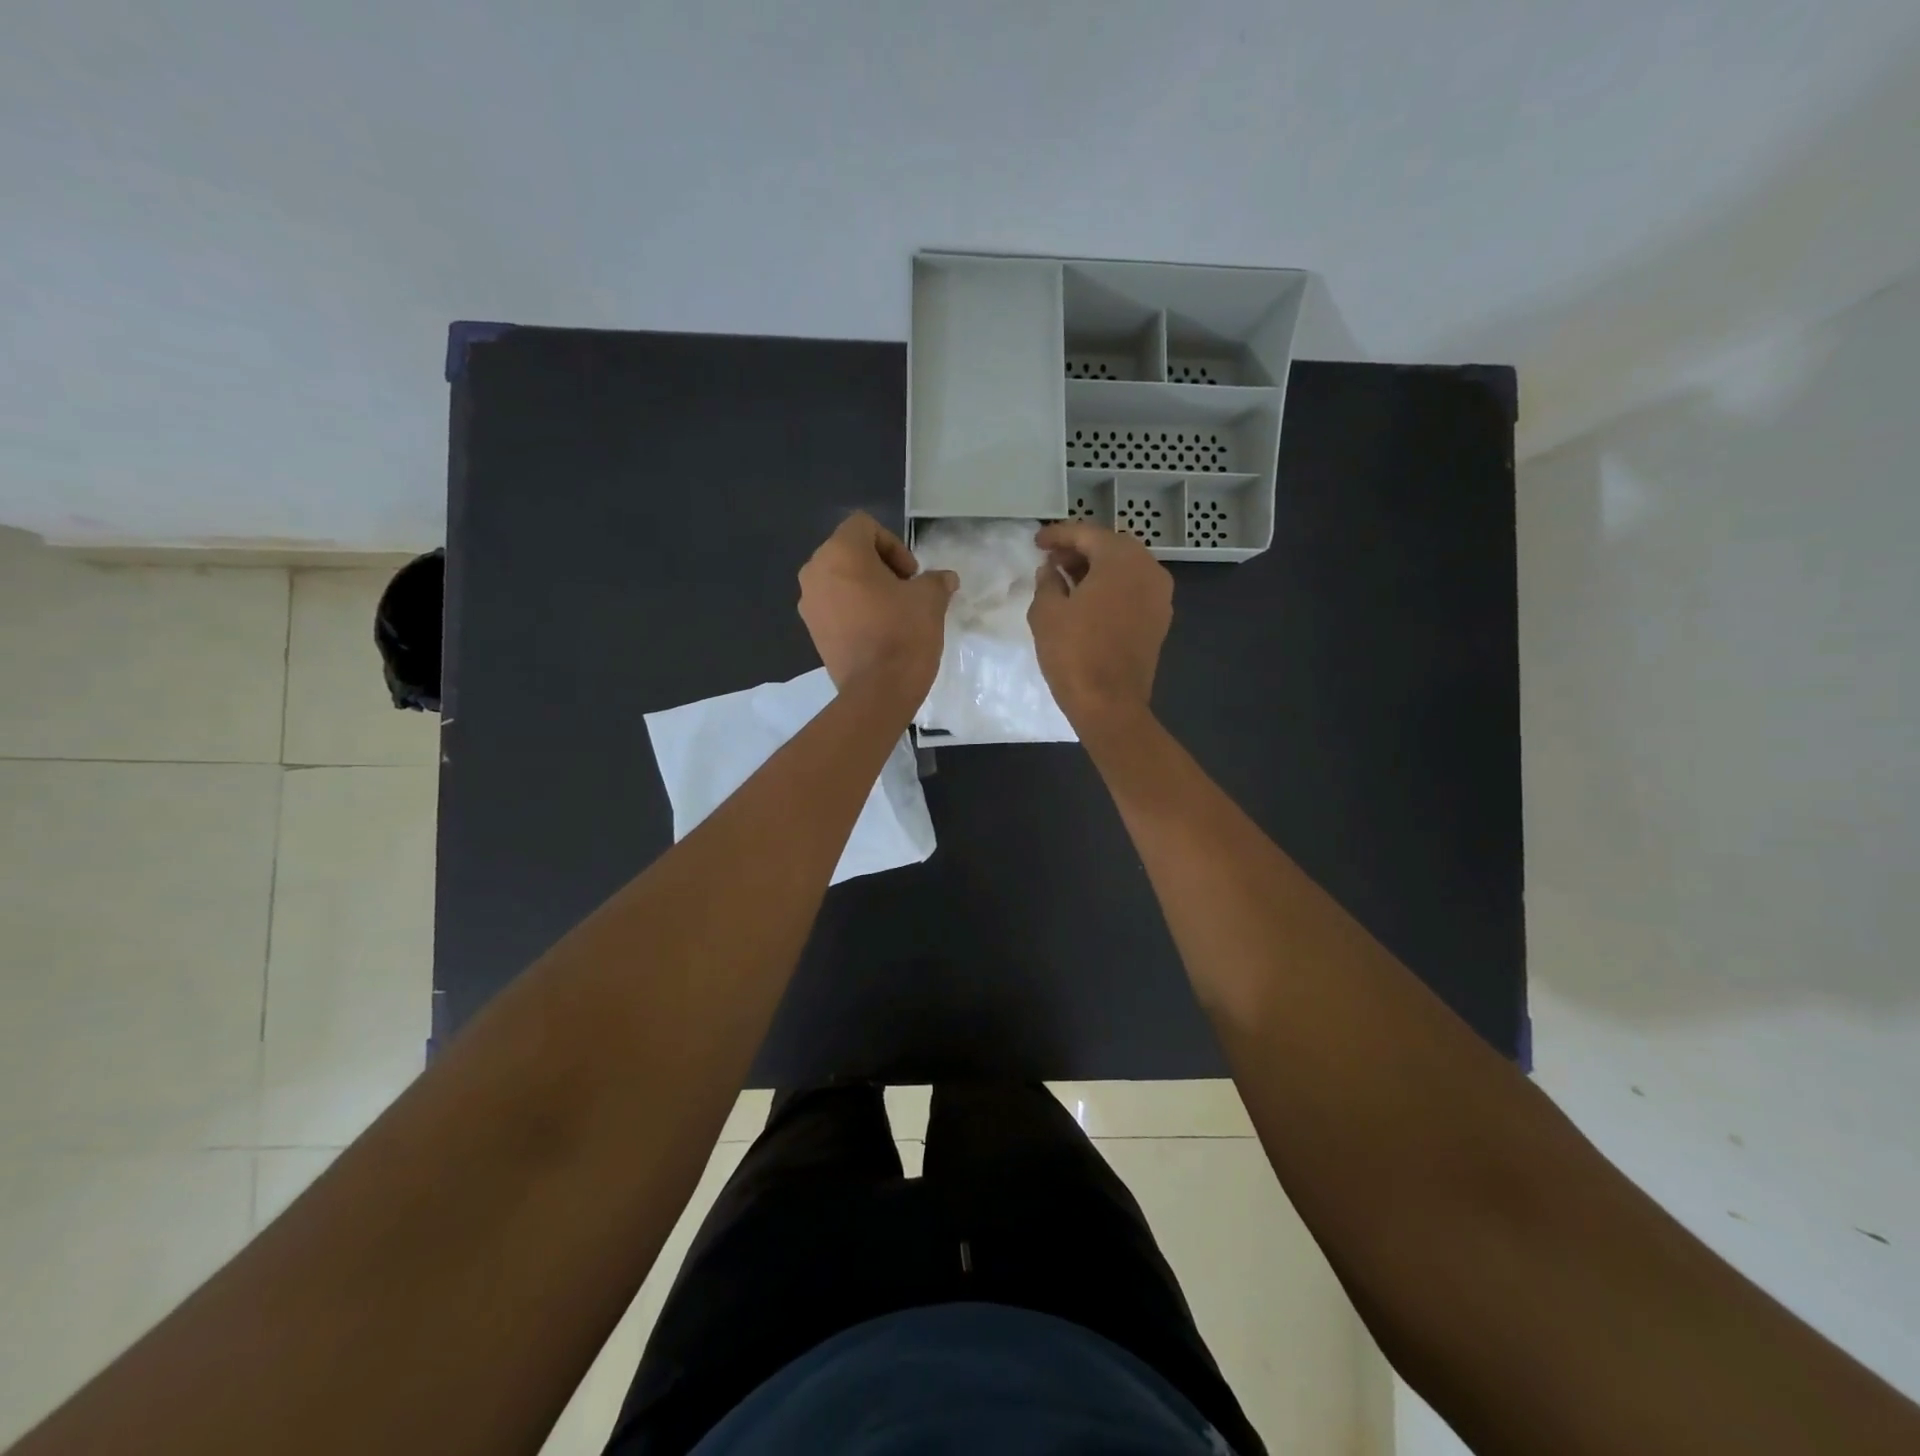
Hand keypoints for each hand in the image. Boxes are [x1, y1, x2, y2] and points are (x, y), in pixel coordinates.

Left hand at [798, 513, 956, 700]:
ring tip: (892, 614)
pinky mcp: (812, 631)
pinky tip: (877, 632)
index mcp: (840, 552)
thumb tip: (945, 579)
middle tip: (905, 592)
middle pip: (849, 552)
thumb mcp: (930, 600)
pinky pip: (834, 606)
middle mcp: (815, 571)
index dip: (893, 545)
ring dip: (866, 589)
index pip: (864, 526)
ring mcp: (809, 603)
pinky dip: (854, 610)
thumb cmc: (903, 634)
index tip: (911, 575)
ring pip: (840, 580)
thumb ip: (935, 581)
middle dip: (880, 566)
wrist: (878, 692)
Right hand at [1028, 520, 1172, 730]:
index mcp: (1122, 559)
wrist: (1110, 704)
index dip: (1059, 535)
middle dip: (1079, 550)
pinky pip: (1133, 590)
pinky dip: (1110, 588)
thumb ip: (1047, 582)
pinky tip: (1086, 601)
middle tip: (1051, 561)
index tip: (1037, 541)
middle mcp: (1149, 569)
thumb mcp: (1047, 612)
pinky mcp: (1159, 620)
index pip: (1087, 534)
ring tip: (1065, 580)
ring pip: (1125, 569)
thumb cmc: (1074, 653)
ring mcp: (1160, 596)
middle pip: (1111, 547)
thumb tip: (1050, 570)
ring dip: (1096, 569)